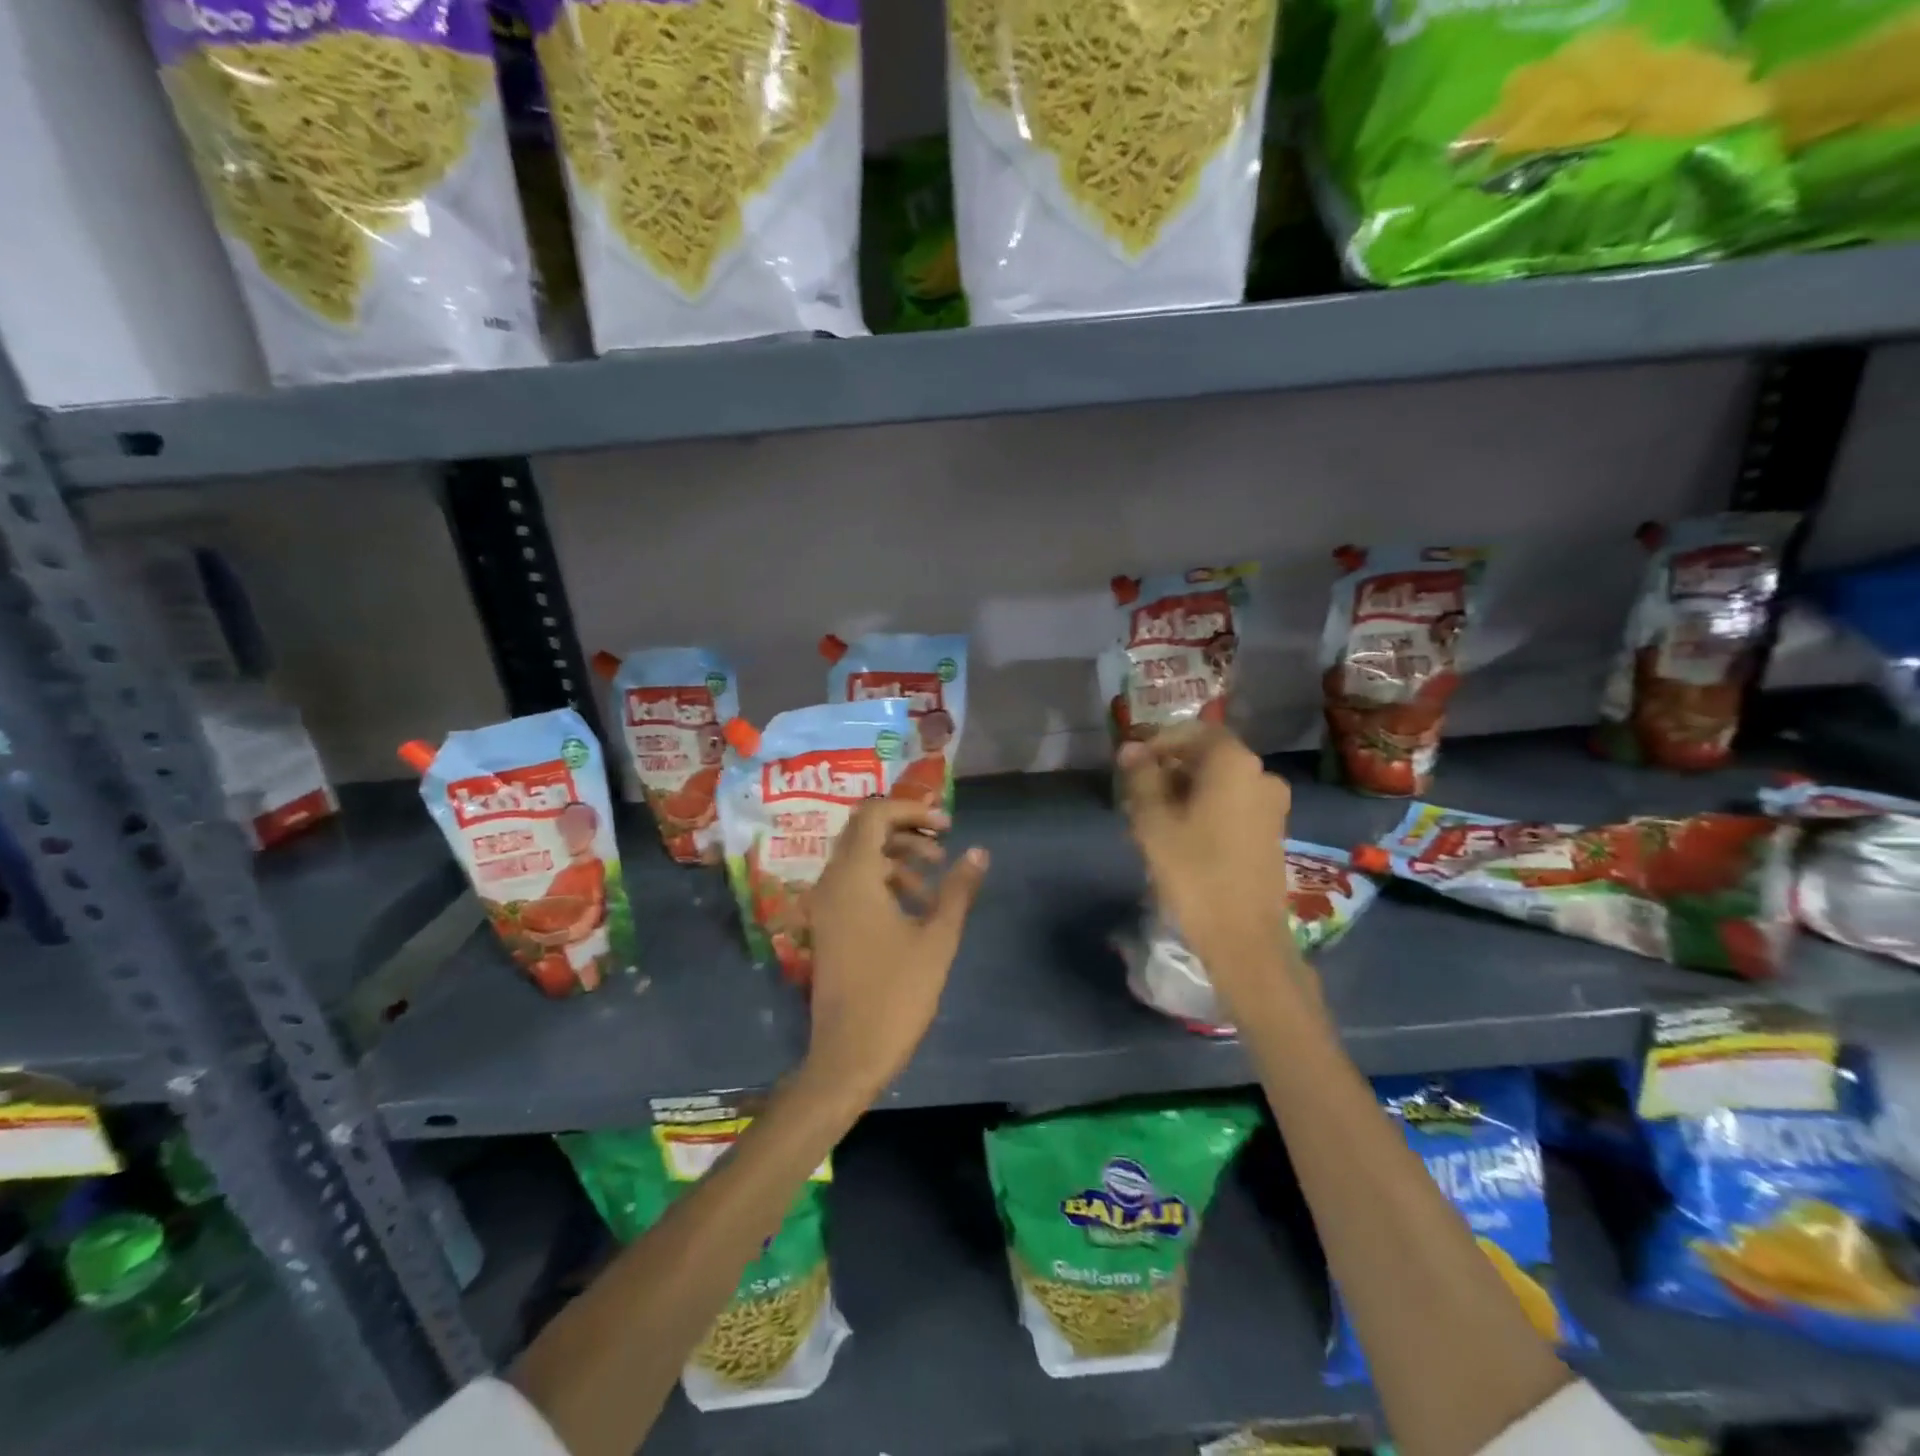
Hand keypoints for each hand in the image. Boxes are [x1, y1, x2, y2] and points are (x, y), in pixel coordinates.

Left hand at [803, 799, 989, 1103]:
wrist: (847, 1057)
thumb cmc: (896, 995)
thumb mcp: (937, 939)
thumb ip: (958, 890)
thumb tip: (979, 852)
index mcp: (853, 877)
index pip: (875, 814)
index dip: (912, 809)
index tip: (947, 824)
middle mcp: (832, 882)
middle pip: (865, 831)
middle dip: (907, 828)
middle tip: (945, 841)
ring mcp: (826, 905)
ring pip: (860, 857)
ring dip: (898, 856)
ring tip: (936, 877)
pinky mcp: (829, 926)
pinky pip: (855, 883)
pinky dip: (885, 880)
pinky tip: (917, 905)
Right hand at [1118, 724, 1296, 1004]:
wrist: (1244, 937)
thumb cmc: (1193, 871)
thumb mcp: (1154, 821)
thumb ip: (1141, 777)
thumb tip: (1130, 749)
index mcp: (1234, 762)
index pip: (1192, 731)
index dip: (1157, 741)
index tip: (1129, 762)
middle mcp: (1261, 774)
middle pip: (1207, 756)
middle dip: (1169, 767)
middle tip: (1135, 791)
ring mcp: (1272, 805)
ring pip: (1219, 782)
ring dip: (1185, 789)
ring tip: (1152, 815)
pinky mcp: (1272, 832)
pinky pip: (1233, 804)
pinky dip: (1205, 807)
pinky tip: (1180, 833)